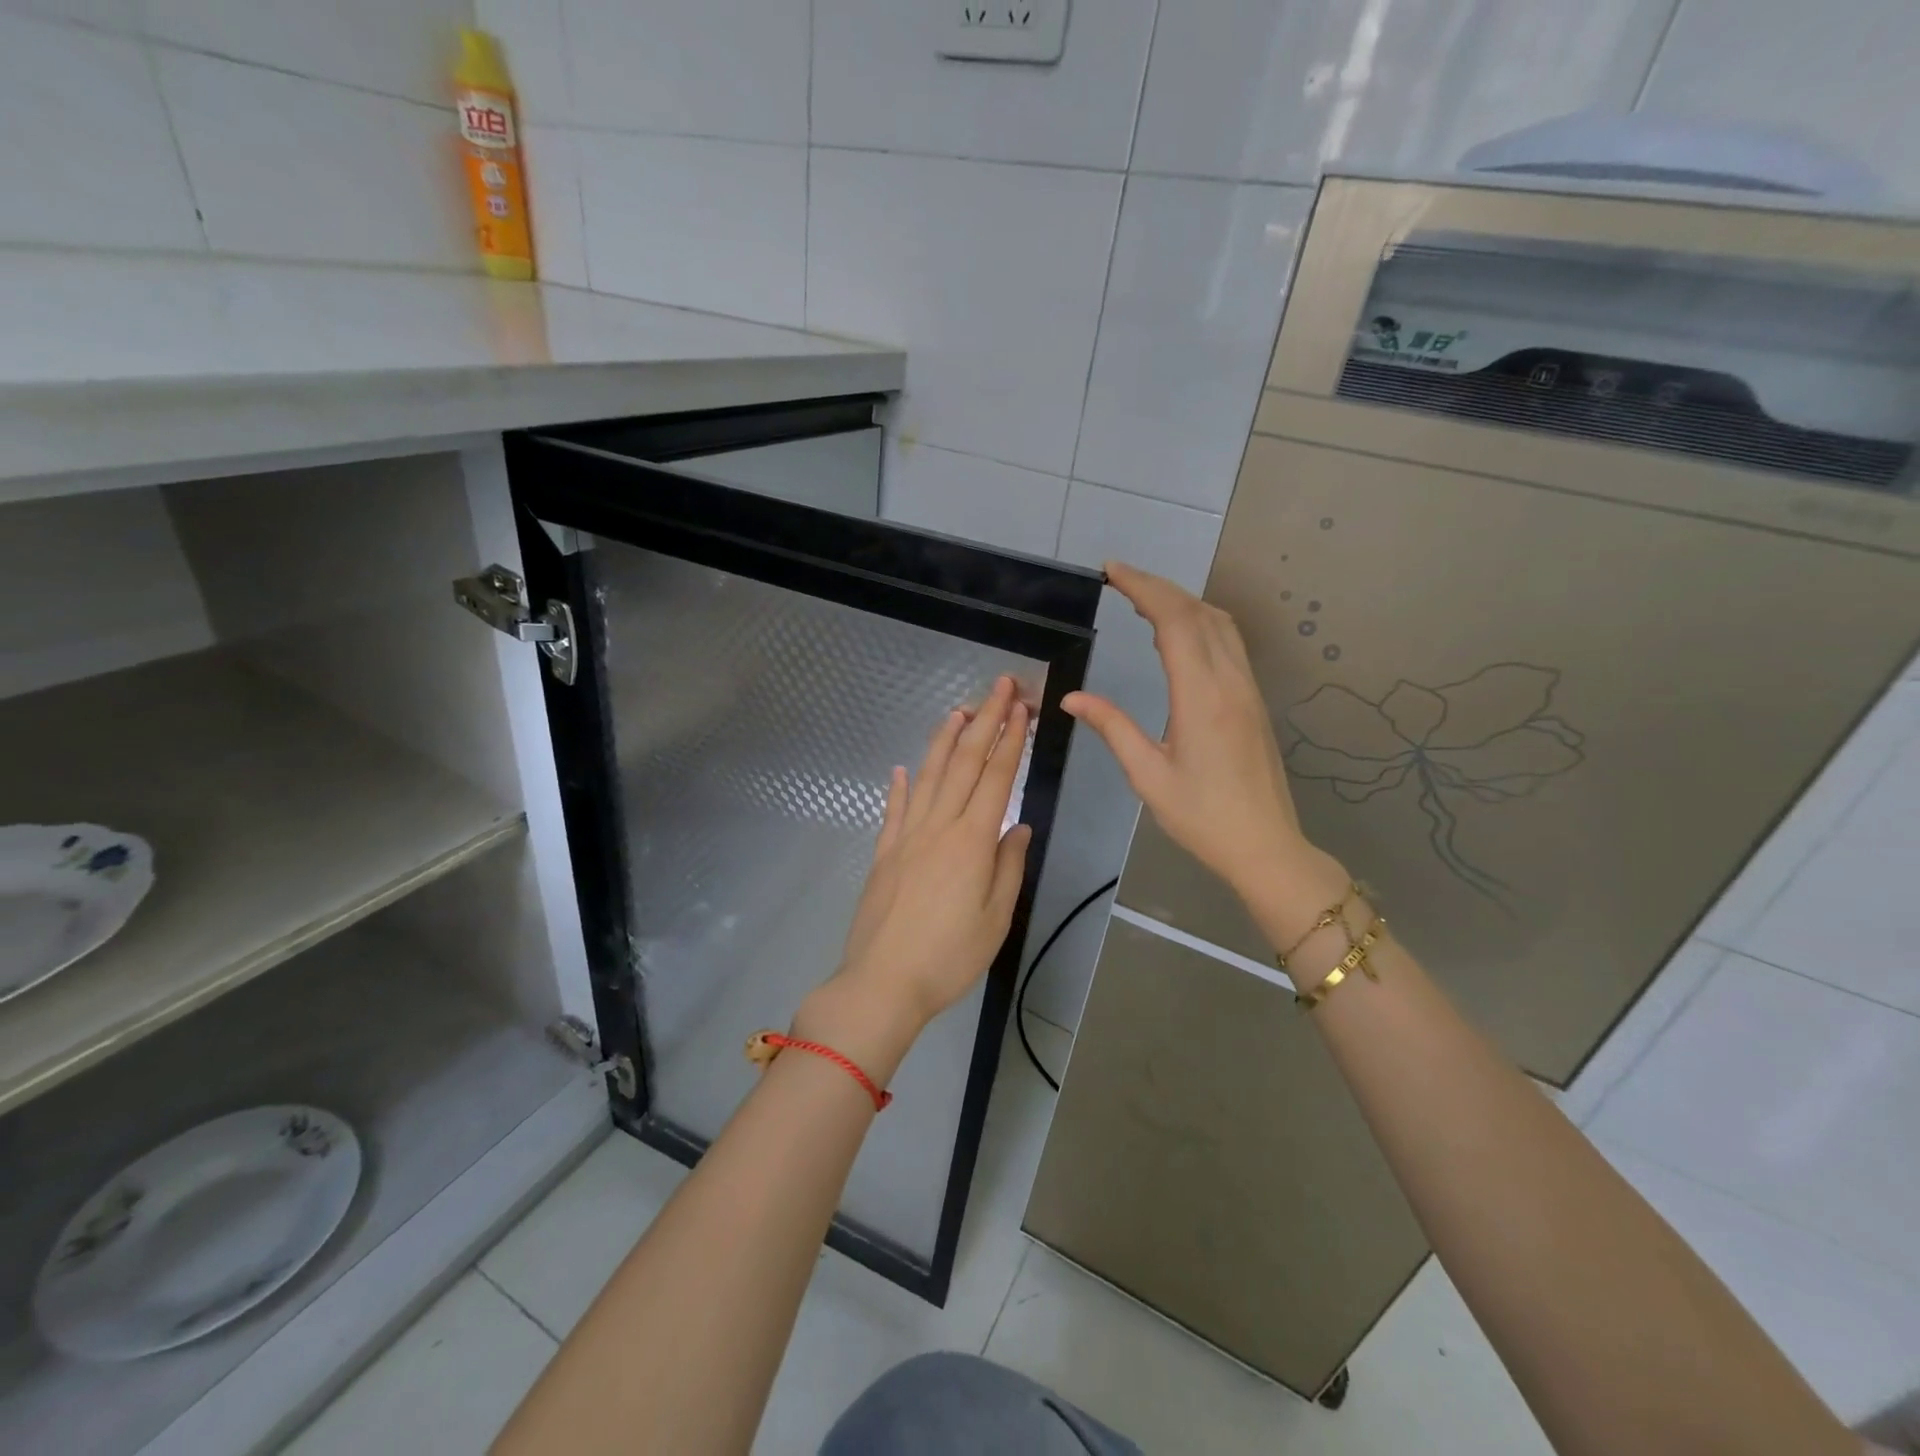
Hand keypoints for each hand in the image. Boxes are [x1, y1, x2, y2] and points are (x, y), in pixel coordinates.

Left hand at [796, 676, 1032, 1080]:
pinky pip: (895, 809)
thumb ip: (1009, 867)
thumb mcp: (995, 918)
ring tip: (957, 711)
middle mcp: (938, 827)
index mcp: (971, 841)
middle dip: (984, 720)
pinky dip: (901, 785)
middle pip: (964, 763)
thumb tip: (1017, 827)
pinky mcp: (885, 853)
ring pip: (929, 776)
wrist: (883, 983)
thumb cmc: (949, 956)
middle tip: (999, 686)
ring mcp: (906, 837)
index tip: (1021, 708)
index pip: (996, 777)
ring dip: (944, 740)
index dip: (1010, 739)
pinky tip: (904, 768)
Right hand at [1063, 563, 1341, 910]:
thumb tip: (1072, 698)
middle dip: (1158, 587)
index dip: (1143, 588)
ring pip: (1220, 623)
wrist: (1266, 846)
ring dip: (1182, 601)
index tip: (1112, 572)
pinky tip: (1179, 633)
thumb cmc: (1202, 817)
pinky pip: (1229, 643)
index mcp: (1201, 697)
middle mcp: (1230, 681)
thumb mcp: (1148, 775)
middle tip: (1119, 577)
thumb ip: (1112, 728)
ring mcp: (1248, 688)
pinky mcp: (1254, 699)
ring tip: (1144, 599)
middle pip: (1199, 612)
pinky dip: (1200, 622)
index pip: (1175, 621)